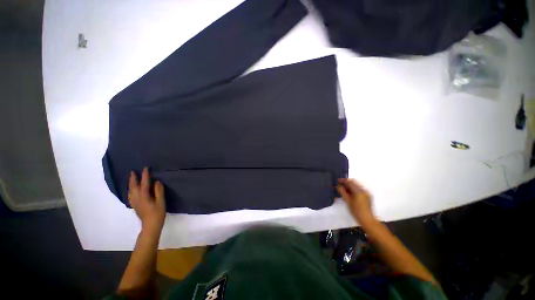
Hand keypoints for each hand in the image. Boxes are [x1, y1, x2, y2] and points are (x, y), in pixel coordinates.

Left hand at [128, 167, 165, 231]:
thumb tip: (157, 181)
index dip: (145, 175)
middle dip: (133, 178)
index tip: (145, 168)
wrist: (150, 225)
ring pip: (130, 191)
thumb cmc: (158, 213)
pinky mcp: (135, 205)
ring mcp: (134, 202)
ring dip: (130, 184)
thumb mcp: (161, 201)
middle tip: (133, 172)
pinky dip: (130, 190)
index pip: (144, 183)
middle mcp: (137, 198)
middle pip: (133, 186)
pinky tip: (131, 190)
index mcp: (144, 196)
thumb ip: (159, 191)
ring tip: (131, 179)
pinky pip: (130, 195)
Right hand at [336, 178, 375, 224]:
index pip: (350, 182)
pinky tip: (350, 195)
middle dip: (346, 184)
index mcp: (359, 191)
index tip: (337, 181)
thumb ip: (342, 192)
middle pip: (354, 183)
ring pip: (356, 186)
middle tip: (340, 186)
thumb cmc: (356, 211)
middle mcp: (364, 190)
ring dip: (350, 187)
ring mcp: (367, 193)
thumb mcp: (348, 201)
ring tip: (344, 191)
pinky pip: (359, 190)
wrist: (367, 220)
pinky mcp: (368, 196)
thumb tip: (338, 186)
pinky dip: (354, 190)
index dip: (343, 180)